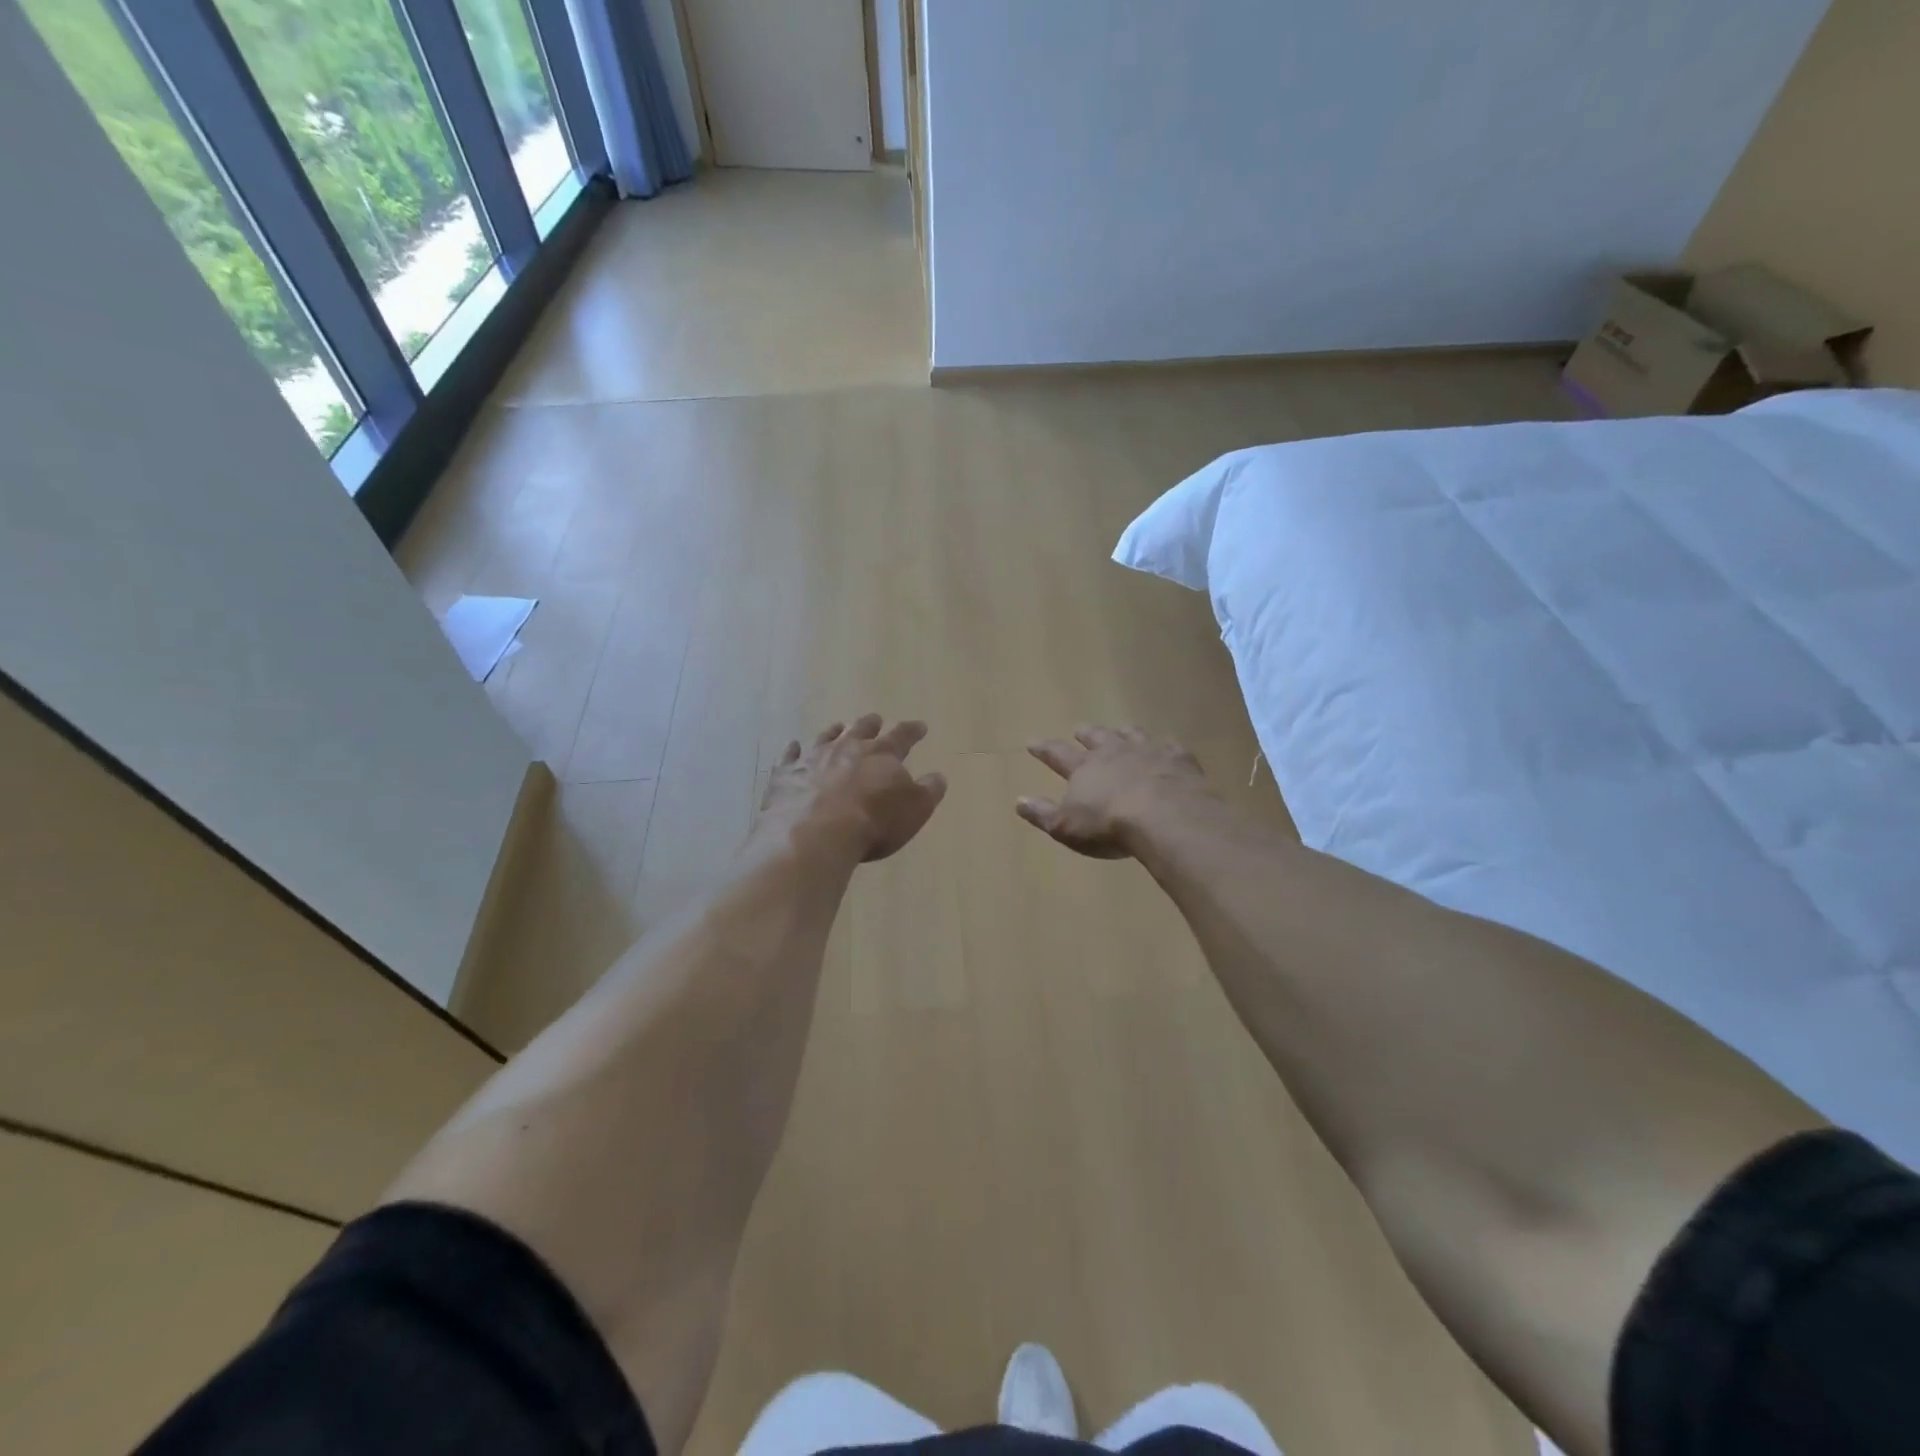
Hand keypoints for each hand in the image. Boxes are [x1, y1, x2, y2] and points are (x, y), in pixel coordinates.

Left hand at [758, 714, 947, 861]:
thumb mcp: (915, 810)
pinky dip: (792, 751)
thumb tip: (938, 776)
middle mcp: (847, 748)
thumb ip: (928, 790)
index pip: (902, 737)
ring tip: (837, 726)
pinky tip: (792, 747)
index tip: (920, 726)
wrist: (816, 834)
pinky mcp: (786, 775)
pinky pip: (789, 757)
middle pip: (862, 730)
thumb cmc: (873, 823)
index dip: (913, 731)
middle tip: (875, 718)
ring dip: (833, 732)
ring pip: (825, 737)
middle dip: (871, 725)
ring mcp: (813, 758)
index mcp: (882, 755)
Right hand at [1016, 725, 1209, 858]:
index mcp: (1084, 768)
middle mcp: (1113, 752)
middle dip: (1086, 733)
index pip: (1058, 754)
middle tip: (1079, 728)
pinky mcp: (1178, 759)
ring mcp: (1147, 751)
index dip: (1044, 749)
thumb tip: (1019, 801)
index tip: (1032, 741)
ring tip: (1122, 730)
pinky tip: (1167, 747)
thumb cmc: (1108, 825)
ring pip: (1132, 734)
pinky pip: (1169, 746)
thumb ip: (1042, 813)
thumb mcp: (1065, 827)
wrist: (1164, 817)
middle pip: (1096, 737)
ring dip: (1124, 732)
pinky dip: (1165, 745)